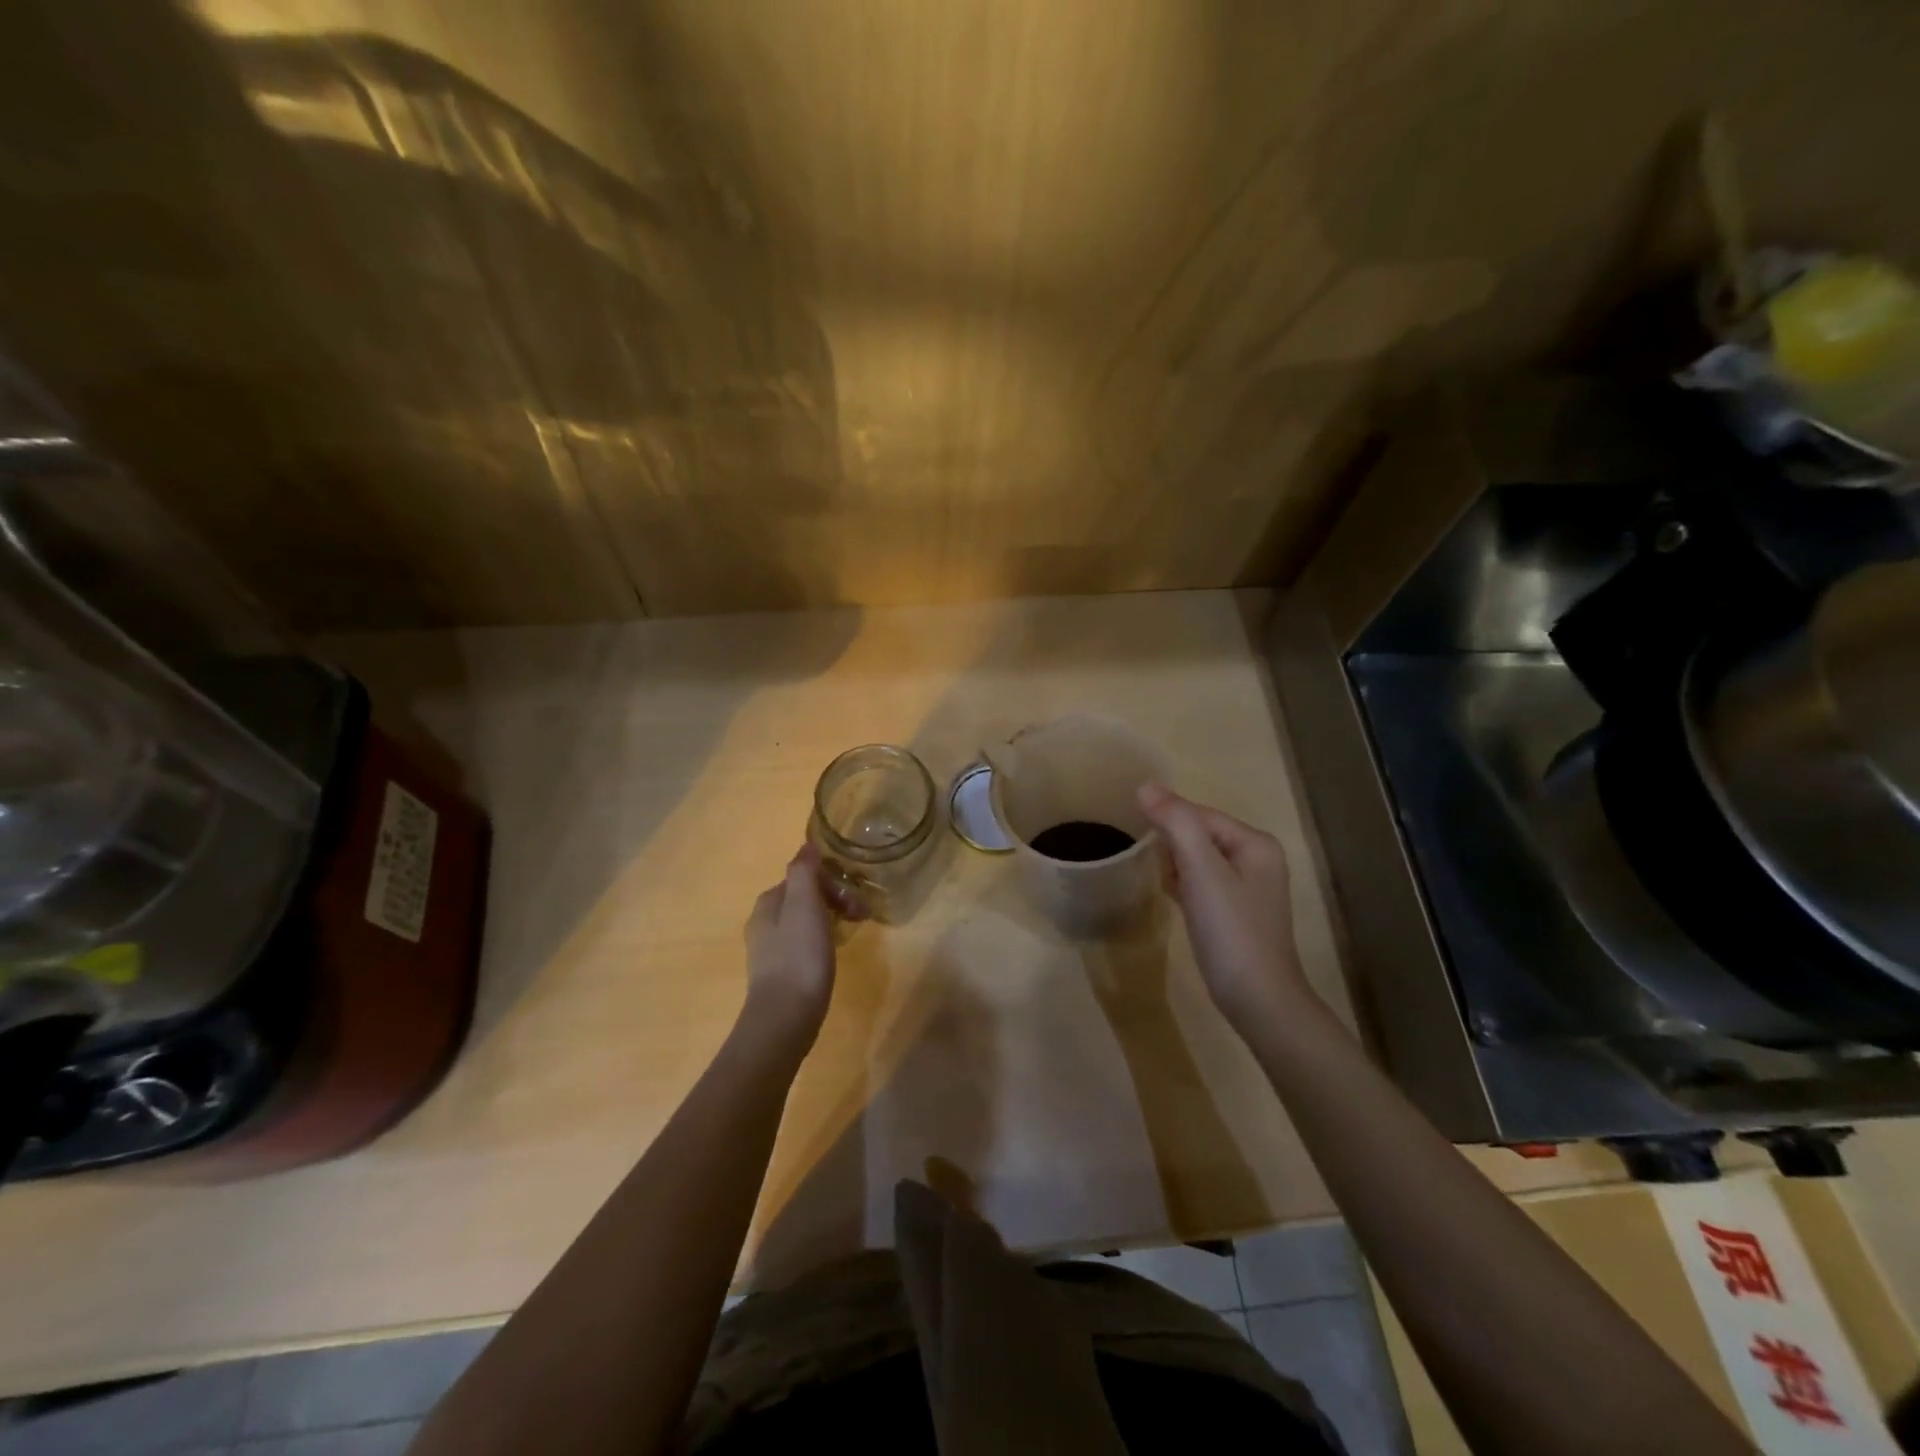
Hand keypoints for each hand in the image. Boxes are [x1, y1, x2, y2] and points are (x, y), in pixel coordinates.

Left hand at [741, 846, 837, 1051]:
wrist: (784, 1019)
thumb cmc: (799, 957)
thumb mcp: (804, 905)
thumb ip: (804, 872)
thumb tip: (807, 846)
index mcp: (768, 902)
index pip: (804, 876)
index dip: (833, 882)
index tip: (856, 901)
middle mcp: (763, 922)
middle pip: (805, 897)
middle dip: (835, 900)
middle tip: (861, 918)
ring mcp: (769, 950)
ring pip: (805, 920)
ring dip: (831, 920)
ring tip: (851, 934)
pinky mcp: (779, 973)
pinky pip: (804, 944)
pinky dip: (822, 942)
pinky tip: (833, 956)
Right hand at [1138, 784, 1312, 1035]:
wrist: (1258, 1001)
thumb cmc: (1231, 931)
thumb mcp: (1202, 871)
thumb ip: (1177, 823)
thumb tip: (1146, 786)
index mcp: (1255, 843)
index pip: (1199, 814)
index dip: (1165, 817)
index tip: (1131, 828)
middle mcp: (1256, 859)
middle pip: (1199, 833)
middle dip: (1169, 840)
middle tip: (1138, 854)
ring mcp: (1246, 888)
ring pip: (1198, 859)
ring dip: (1172, 861)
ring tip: (1147, 870)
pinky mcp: (1234, 913)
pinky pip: (1201, 883)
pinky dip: (1181, 882)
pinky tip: (1166, 892)